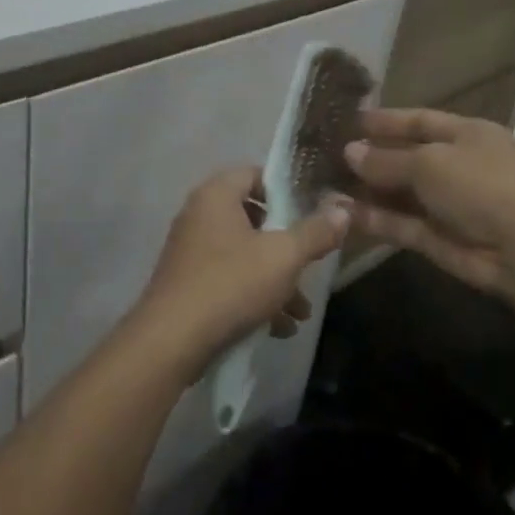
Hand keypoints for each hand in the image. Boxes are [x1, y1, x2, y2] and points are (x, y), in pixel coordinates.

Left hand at [131, 167, 349, 380]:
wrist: (171, 341)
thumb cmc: (230, 284)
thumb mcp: (283, 258)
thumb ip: (315, 232)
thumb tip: (343, 210)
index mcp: (216, 195)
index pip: (254, 173)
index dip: (285, 190)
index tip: (311, 213)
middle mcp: (198, 215)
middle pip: (252, 218)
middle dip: (286, 246)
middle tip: (309, 265)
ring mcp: (190, 251)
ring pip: (243, 255)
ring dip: (275, 280)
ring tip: (300, 312)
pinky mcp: (187, 284)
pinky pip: (228, 280)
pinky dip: (253, 297)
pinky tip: (278, 328)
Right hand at [342, 109, 514, 294]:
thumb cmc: (479, 186)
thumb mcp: (429, 162)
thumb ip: (386, 159)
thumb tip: (349, 152)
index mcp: (468, 134)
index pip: (420, 121)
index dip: (385, 121)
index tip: (348, 121)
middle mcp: (459, 166)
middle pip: (407, 157)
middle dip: (370, 158)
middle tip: (328, 156)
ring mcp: (449, 204)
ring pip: (400, 193)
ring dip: (367, 190)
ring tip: (326, 185)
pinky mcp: (438, 238)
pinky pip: (401, 223)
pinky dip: (375, 218)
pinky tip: (343, 212)